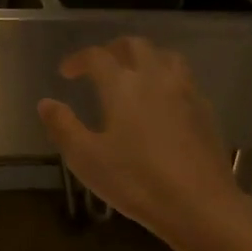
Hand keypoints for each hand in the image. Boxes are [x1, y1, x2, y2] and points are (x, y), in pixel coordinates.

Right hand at [37, 36, 243, 238]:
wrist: (200, 204)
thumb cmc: (136, 181)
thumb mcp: (86, 159)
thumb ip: (63, 127)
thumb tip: (46, 103)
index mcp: (122, 86)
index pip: (97, 56)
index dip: (78, 60)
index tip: (66, 73)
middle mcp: (155, 78)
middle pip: (135, 46)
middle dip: (113, 49)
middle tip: (99, 66)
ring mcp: (185, 92)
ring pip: (166, 56)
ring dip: (145, 58)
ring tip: (133, 76)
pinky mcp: (205, 111)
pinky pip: (184, 79)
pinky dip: (166, 78)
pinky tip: (162, 102)